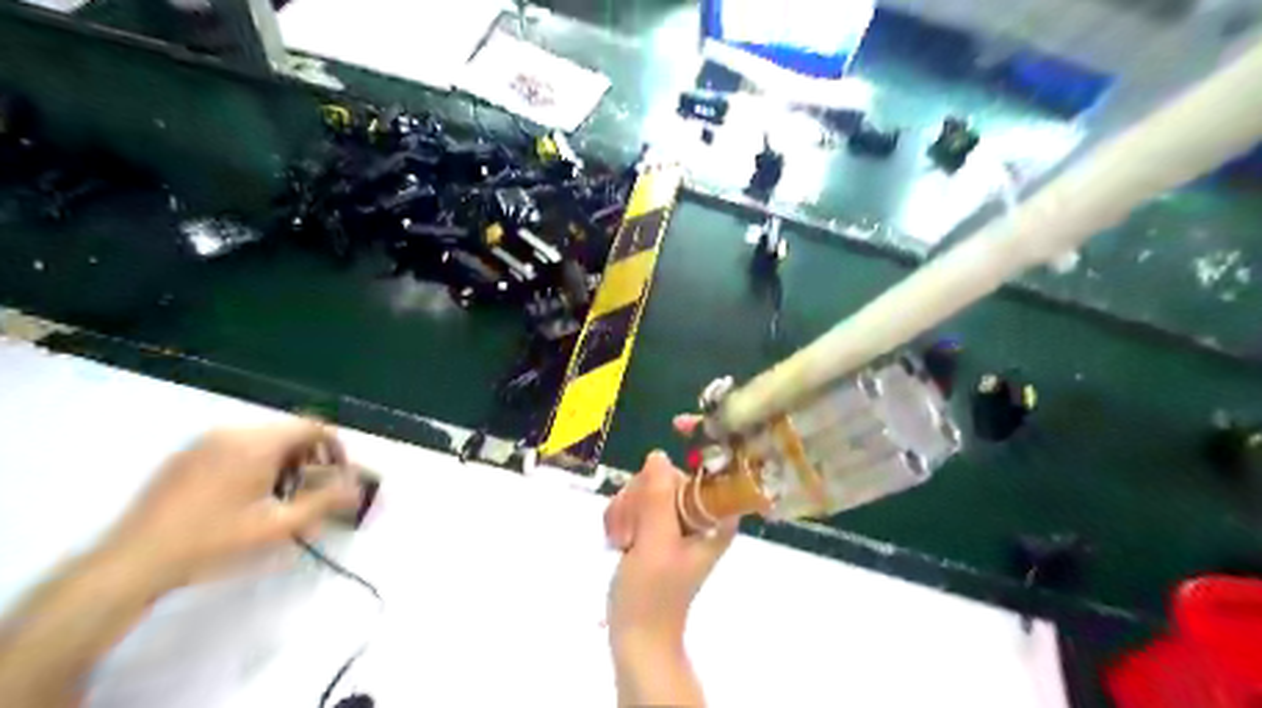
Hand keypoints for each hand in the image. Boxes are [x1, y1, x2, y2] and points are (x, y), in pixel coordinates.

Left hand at [103, 421, 359, 591]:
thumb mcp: (279, 525)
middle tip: (311, 489)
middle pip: (289, 431)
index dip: (335, 447)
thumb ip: (326, 501)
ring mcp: (205, 442)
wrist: (133, 560)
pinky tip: (244, 496)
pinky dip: (255, 461)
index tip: (339, 475)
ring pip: (263, 439)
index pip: (314, 427)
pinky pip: (236, 446)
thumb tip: (358, 487)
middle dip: (309, 456)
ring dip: (283, 459)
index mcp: (259, 443)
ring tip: (279, 495)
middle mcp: (233, 432)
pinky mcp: (185, 455)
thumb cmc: (214, 541)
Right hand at [604, 414, 741, 651]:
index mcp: (717, 516)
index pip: (720, 465)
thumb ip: (658, 498)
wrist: (636, 637)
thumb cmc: (652, 597)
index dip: (704, 438)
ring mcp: (677, 518)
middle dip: (642, 494)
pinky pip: (634, 499)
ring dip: (627, 509)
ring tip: (624, 542)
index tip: (678, 424)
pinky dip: (621, 516)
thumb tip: (659, 456)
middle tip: (632, 530)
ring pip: (647, 485)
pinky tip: (617, 541)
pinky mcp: (656, 525)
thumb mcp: (655, 545)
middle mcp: (701, 512)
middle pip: (670, 472)